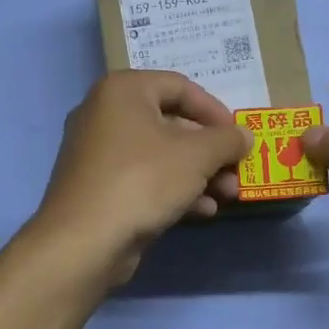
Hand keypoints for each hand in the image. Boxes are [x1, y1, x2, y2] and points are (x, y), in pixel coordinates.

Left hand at [32, 70, 252, 283]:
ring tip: (227, 196)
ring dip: (198, 173)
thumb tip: (244, 136)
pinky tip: (201, 211)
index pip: (181, 87)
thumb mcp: (197, 155)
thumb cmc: (142, 181)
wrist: (84, 241)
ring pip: (160, 154)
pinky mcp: (98, 186)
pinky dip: (173, 189)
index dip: (216, 111)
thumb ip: (227, 140)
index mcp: (123, 90)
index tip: (239, 137)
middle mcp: (105, 113)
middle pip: (172, 123)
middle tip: (237, 172)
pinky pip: (143, 178)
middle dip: (210, 150)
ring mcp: (98, 152)